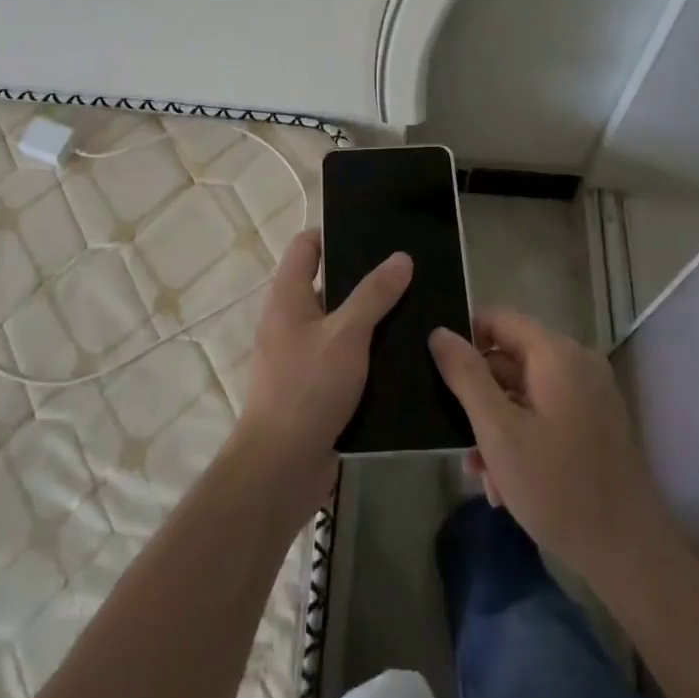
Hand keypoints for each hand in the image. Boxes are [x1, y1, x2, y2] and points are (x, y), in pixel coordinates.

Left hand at [235, 230, 410, 504]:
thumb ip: (374, 294)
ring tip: (416, 307)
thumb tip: (401, 257)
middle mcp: (290, 320)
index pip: (306, 246)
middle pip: (328, 284)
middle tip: (408, 270)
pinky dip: (367, 351)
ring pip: (340, 323)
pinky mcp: (315, 385)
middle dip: (364, 277)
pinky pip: (344, 357)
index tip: (374, 231)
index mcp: (288, 297)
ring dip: (370, 317)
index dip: (334, 233)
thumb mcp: (346, 334)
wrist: (282, 465)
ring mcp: (301, 354)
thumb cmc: (308, 387)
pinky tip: (403, 353)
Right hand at [429, 308, 663, 577]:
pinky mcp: (594, 424)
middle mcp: (576, 363)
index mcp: (556, 354)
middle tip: (457, 440)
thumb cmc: (557, 487)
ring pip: (523, 393)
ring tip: (481, 475)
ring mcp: (589, 394)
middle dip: (478, 399)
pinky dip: (521, 438)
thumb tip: (439, 332)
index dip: (464, 339)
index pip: (497, 319)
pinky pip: (544, 414)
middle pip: (508, 359)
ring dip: (496, 428)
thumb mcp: (498, 430)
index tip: (440, 375)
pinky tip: (505, 484)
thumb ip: (466, 376)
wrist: (629, 554)